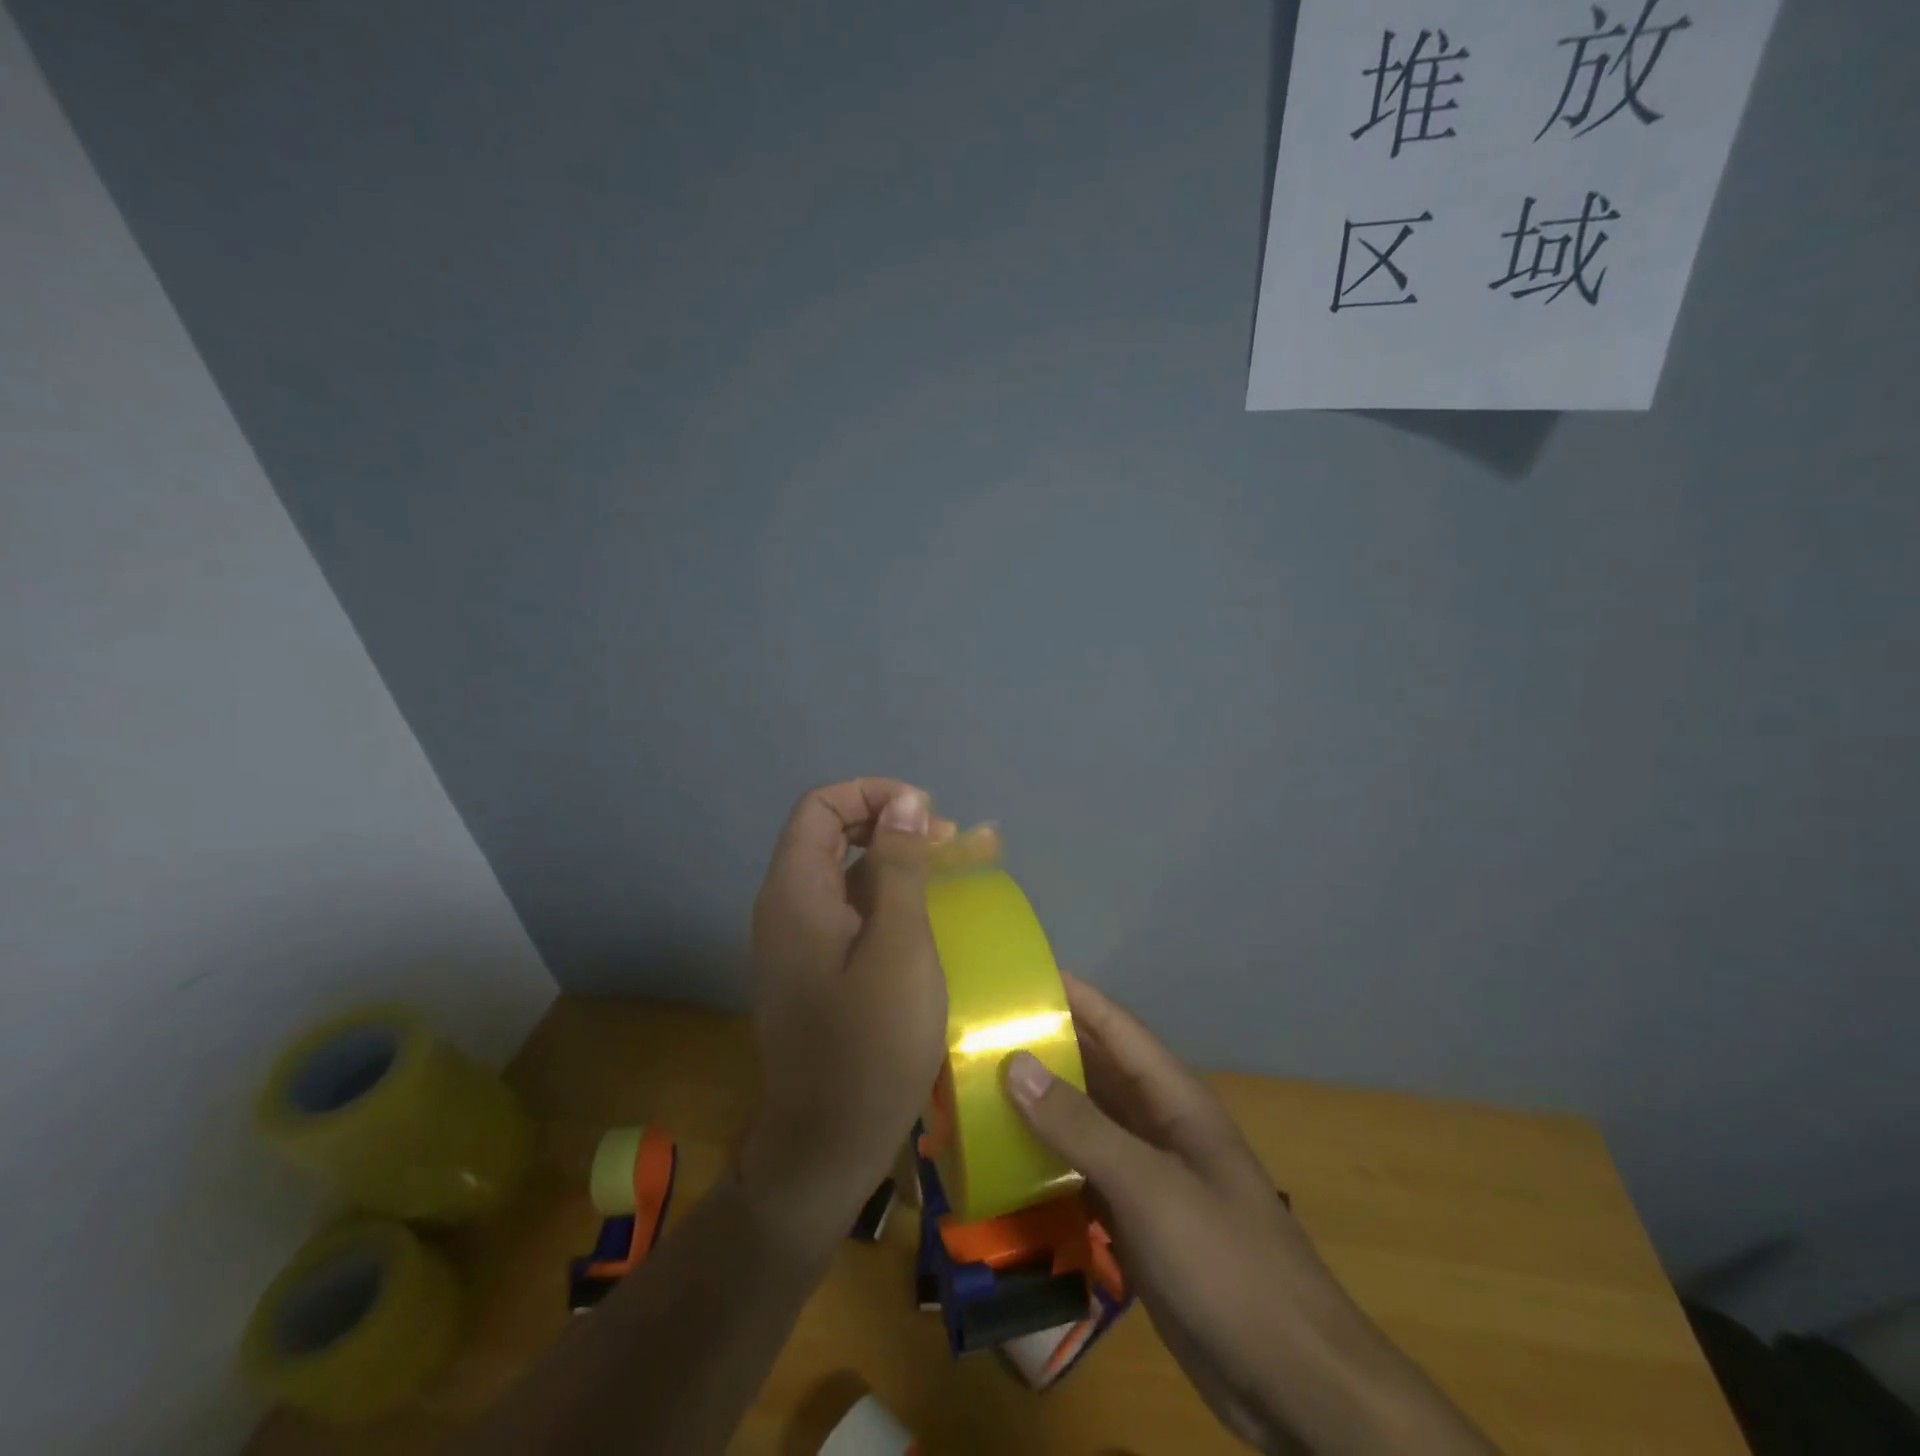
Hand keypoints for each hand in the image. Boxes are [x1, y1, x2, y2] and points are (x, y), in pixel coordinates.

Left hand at [741, 779, 995, 1254]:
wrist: (826, 1145)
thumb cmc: (870, 1045)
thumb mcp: (899, 945)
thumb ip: (899, 866)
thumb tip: (906, 800)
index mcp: (796, 891)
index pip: (821, 806)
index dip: (873, 795)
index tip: (927, 816)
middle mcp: (786, 905)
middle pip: (831, 833)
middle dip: (890, 824)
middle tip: (947, 843)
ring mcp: (797, 938)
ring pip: (843, 872)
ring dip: (893, 860)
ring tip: (949, 869)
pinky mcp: (814, 966)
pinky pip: (847, 909)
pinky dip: (885, 897)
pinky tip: (925, 914)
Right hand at [1006, 976, 1494, 1455]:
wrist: (1295, 1384)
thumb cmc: (1226, 1265)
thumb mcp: (1149, 1187)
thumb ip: (1080, 1126)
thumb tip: (1015, 1063)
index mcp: (1173, 1099)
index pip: (1115, 1027)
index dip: (1072, 995)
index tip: (1018, 974)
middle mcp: (1159, 1126)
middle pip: (1096, 1070)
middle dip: (1045, 1046)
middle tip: (981, 1031)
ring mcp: (1150, 1176)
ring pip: (1087, 1122)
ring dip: (1042, 1106)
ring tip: (980, 1088)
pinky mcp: (1139, 1221)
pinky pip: (1085, 1174)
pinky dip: (1049, 1163)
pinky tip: (1008, 1163)